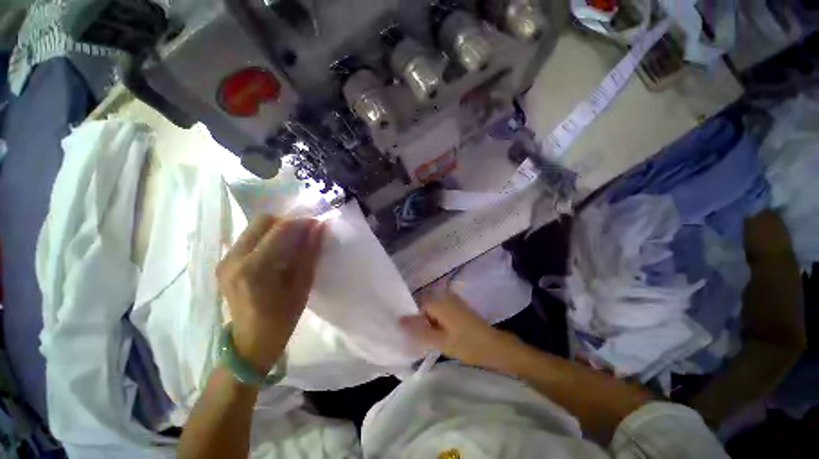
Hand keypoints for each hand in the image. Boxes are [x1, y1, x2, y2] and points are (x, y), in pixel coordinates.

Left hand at [216, 216, 325, 373]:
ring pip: (254, 228)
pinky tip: (277, 253)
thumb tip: (319, 227)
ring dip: (276, 229)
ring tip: (292, 243)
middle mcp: (234, 258)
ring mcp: (225, 260)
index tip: (316, 225)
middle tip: (303, 234)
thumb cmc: (282, 317)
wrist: (250, 342)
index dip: (301, 222)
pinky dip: (266, 238)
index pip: (279, 229)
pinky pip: (248, 238)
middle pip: (262, 221)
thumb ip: (310, 252)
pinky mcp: (223, 263)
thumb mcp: (302, 284)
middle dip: (287, 222)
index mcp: (255, 267)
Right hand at [399, 293, 521, 369]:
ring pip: (434, 311)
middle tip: (426, 341)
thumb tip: (399, 321)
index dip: (415, 322)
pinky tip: (444, 336)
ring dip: (431, 324)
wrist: (495, 347)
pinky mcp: (459, 308)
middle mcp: (445, 297)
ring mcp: (453, 301)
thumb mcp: (440, 341)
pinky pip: (442, 312)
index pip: (418, 307)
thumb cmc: (467, 344)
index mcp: (439, 302)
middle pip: (425, 308)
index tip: (418, 337)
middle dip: (423, 323)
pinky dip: (439, 323)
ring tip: (435, 340)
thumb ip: (418, 331)